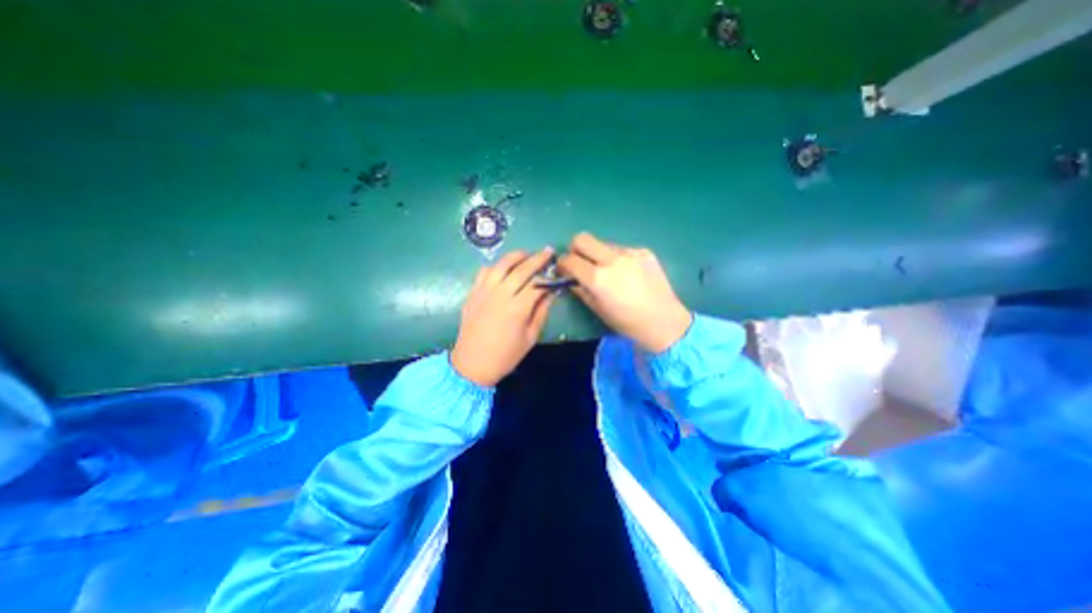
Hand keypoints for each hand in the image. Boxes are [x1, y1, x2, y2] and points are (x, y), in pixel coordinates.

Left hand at [449, 247, 556, 384]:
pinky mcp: (472, 293)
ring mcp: (484, 291)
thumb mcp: (530, 337)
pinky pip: (484, 272)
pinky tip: (503, 269)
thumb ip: (541, 312)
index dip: (549, 276)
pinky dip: (496, 266)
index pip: (537, 284)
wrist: (472, 364)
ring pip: (501, 265)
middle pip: (521, 269)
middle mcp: (500, 294)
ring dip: (515, 256)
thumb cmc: (506, 355)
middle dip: (537, 258)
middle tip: (548, 251)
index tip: (557, 269)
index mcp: (517, 308)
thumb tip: (550, 293)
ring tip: (526, 253)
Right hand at [559, 230, 683, 354]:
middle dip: (575, 249)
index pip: (569, 259)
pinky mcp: (644, 252)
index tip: (564, 270)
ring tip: (609, 271)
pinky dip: (617, 258)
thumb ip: (581, 290)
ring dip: (598, 254)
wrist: (663, 321)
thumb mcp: (598, 309)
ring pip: (603, 244)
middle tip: (580, 262)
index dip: (562, 264)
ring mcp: (630, 253)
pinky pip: (622, 249)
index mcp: (598, 278)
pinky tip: (627, 273)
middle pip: (582, 238)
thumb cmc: (627, 322)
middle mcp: (612, 260)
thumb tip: (571, 280)